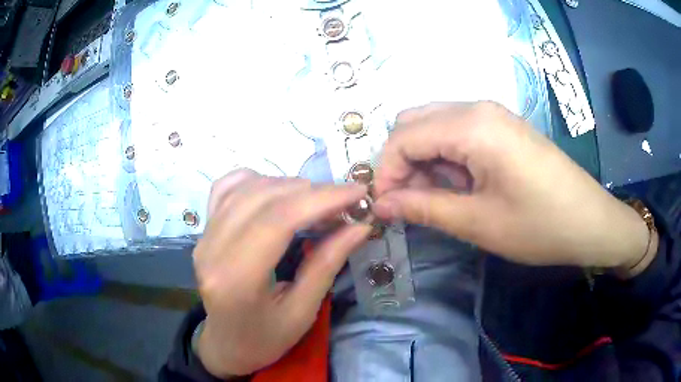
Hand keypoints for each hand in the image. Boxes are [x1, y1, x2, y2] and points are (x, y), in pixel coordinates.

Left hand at [194, 169, 370, 377]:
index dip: (321, 199)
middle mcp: (212, 249)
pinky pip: (227, 187)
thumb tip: (360, 226)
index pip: (278, 220)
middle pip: (264, 198)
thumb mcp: (302, 312)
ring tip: (318, 201)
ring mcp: (204, 236)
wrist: (225, 344)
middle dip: (312, 191)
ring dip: (289, 185)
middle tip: (345, 201)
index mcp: (237, 279)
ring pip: (247, 187)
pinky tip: (278, 192)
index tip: (357, 193)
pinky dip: (258, 180)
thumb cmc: (264, 338)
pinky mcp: (204, 230)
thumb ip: (327, 265)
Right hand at [373, 102, 652, 268]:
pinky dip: (445, 157)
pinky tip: (459, 186)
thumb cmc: (539, 225)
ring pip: (434, 126)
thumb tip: (381, 203)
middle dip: (401, 162)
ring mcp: (492, 114)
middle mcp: (477, 108)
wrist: (590, 221)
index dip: (386, 172)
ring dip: (423, 160)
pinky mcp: (502, 127)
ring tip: (436, 199)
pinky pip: (457, 132)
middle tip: (409, 202)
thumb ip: (423, 207)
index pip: (403, 137)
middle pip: (414, 123)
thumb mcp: (478, 222)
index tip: (385, 207)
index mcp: (471, 125)